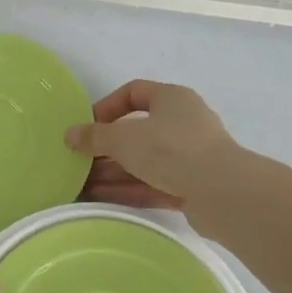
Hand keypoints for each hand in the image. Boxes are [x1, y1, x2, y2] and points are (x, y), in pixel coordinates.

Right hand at [66, 80, 241, 212]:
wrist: (222, 192)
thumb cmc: (170, 149)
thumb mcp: (123, 139)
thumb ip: (94, 137)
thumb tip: (69, 135)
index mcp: (172, 99)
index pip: (134, 93)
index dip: (107, 106)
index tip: (86, 126)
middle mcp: (183, 123)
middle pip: (137, 132)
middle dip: (106, 148)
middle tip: (79, 162)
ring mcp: (190, 157)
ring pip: (144, 161)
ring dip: (113, 172)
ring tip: (81, 186)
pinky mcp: (192, 187)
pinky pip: (153, 184)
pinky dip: (128, 189)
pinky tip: (100, 200)